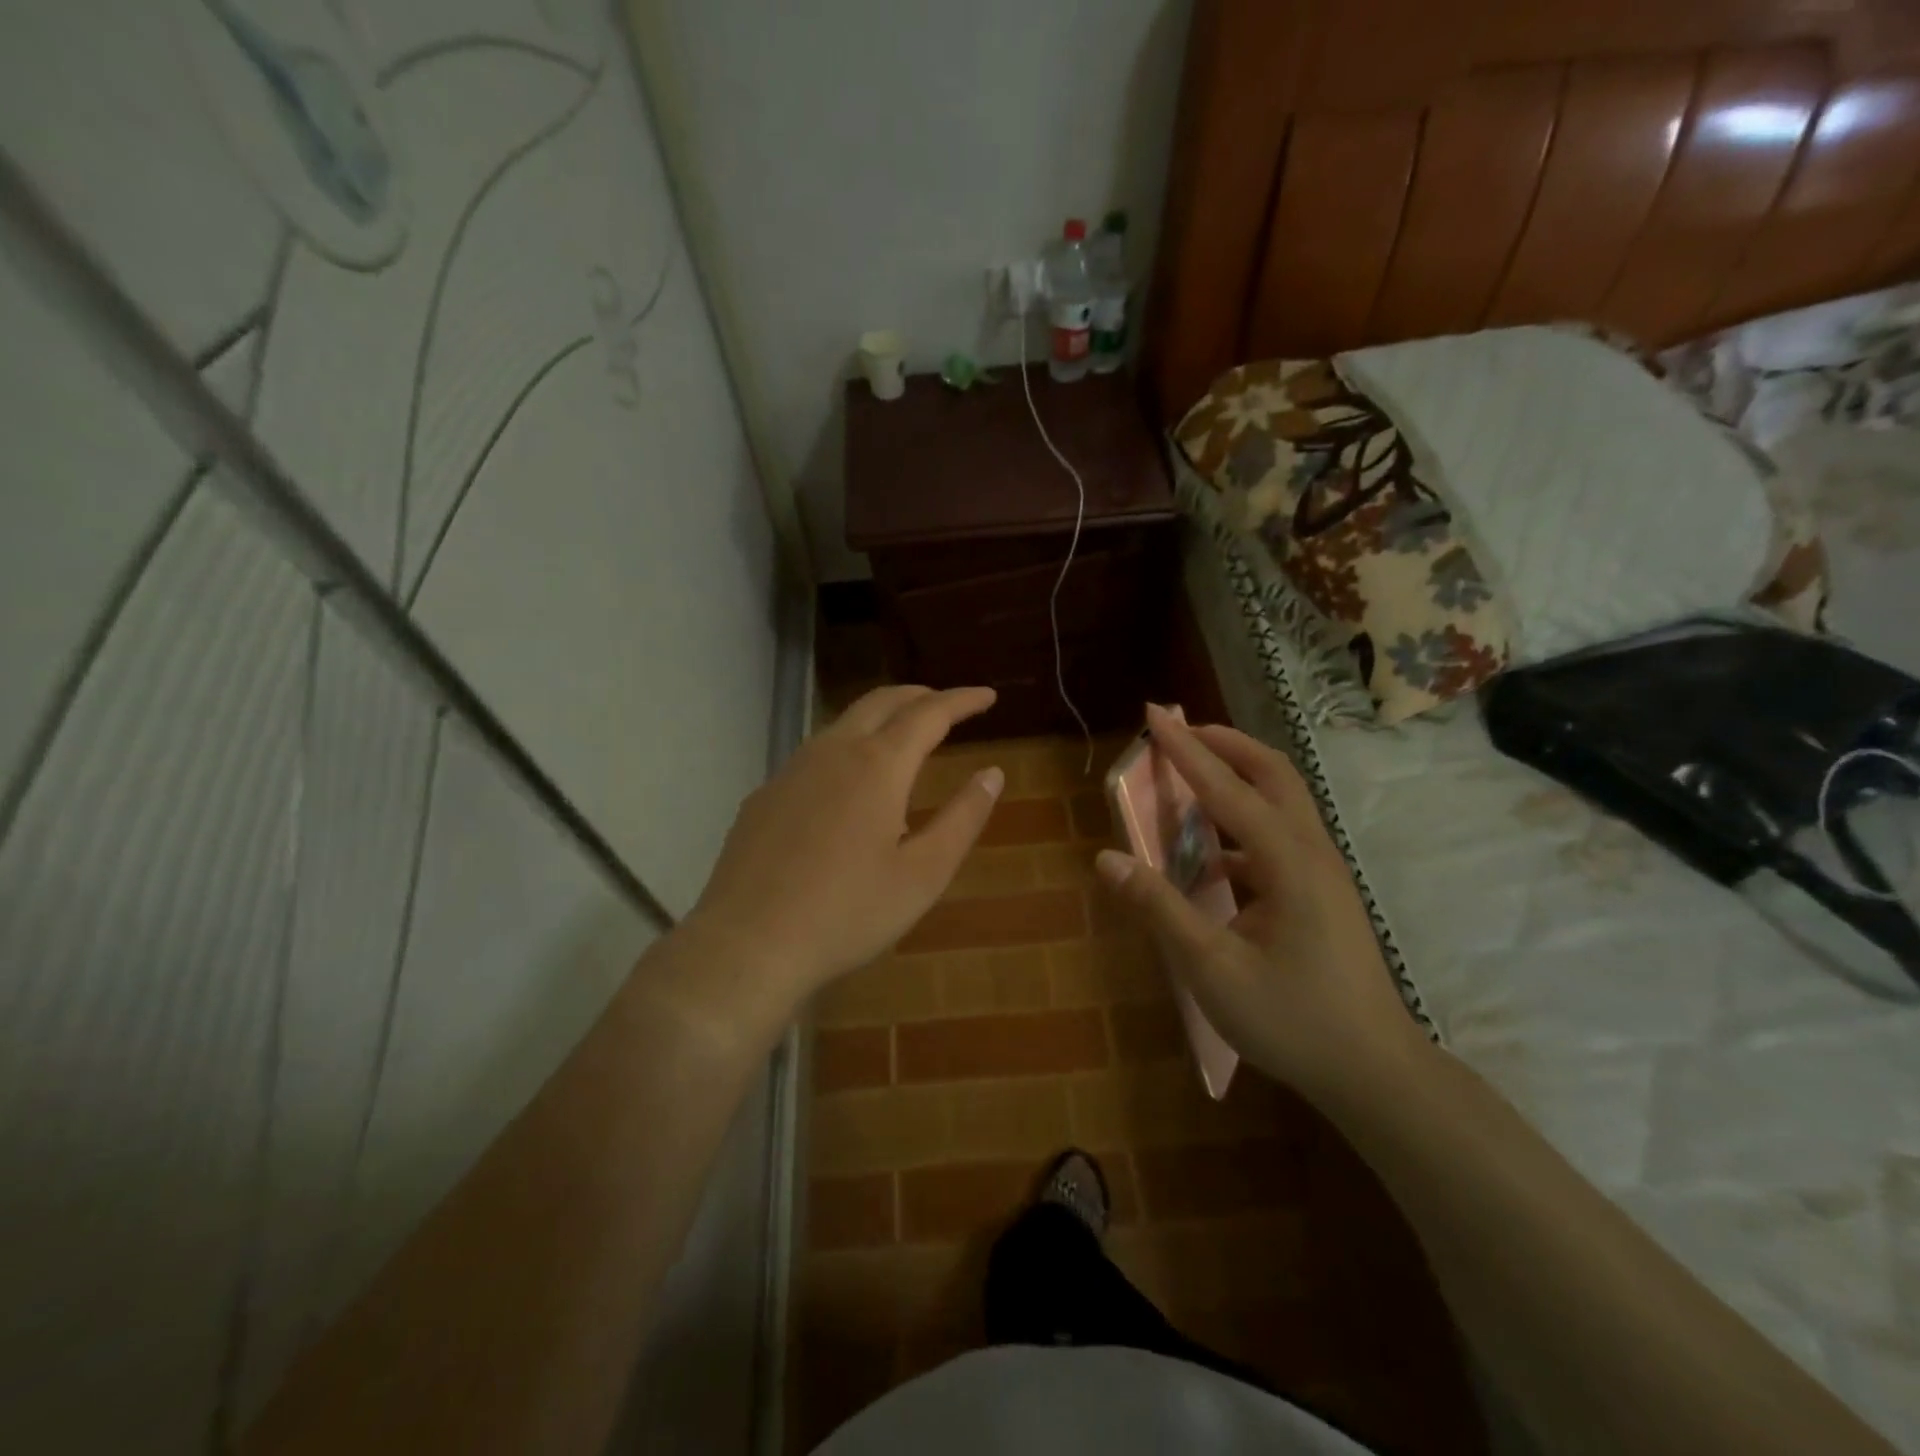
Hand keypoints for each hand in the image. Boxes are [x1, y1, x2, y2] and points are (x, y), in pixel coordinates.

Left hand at [681, 685, 1002, 1025]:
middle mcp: (832, 752)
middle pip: (881, 702)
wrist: (748, 944)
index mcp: (878, 765)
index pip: (929, 714)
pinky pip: (814, 755)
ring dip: (880, 718)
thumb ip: (963, 818)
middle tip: (947, 704)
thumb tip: (992, 774)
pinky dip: (847, 748)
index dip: (962, 700)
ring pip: (842, 723)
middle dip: (919, 696)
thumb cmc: (848, 913)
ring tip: (903, 736)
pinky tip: (848, 784)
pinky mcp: (764, 796)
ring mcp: (791, 771)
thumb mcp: (924, 873)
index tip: (988, 695)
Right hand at [1096, 705, 1424, 1104]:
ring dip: (1236, 778)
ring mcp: (1322, 873)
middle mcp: (1311, 853)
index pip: (1228, 789)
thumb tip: (1106, 859)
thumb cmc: (1293, 1020)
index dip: (1186, 750)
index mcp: (1289, 863)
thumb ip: (1160, 908)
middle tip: (1178, 732)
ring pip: (1281, 802)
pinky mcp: (1321, 893)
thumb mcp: (1213, 968)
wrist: (1375, 1073)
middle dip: (1224, 744)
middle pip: (1272, 774)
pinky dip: (1240, 824)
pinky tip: (1209, 857)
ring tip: (1189, 779)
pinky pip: (1277, 836)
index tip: (1154, 714)